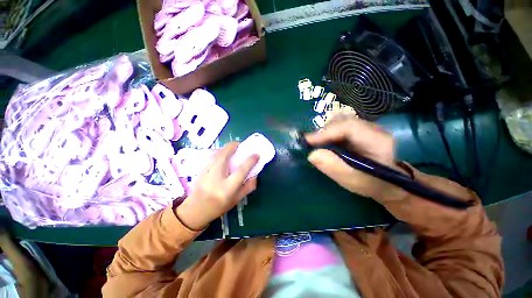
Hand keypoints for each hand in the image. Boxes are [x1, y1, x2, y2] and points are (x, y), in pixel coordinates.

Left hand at [176, 142, 258, 229]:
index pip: (241, 170)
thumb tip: (255, 174)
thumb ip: (248, 186)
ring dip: (227, 148)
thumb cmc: (219, 206)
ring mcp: (206, 172)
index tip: (256, 154)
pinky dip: (220, 152)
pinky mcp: (201, 169)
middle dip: (234, 146)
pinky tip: (223, 155)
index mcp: (227, 188)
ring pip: (217, 153)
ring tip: (233, 149)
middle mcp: (216, 178)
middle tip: (241, 146)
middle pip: (225, 155)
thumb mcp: (237, 199)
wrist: (196, 210)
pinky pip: (212, 155)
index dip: (250, 160)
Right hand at [305, 116, 405, 201]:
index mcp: (377, 139)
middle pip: (341, 121)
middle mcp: (371, 128)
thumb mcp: (355, 181)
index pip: (348, 127)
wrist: (388, 182)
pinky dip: (327, 134)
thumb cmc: (373, 183)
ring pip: (338, 122)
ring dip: (324, 132)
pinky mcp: (356, 131)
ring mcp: (363, 128)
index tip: (307, 142)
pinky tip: (325, 145)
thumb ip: (336, 168)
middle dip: (323, 132)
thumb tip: (312, 155)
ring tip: (318, 145)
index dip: (325, 132)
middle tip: (311, 145)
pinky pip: (338, 127)